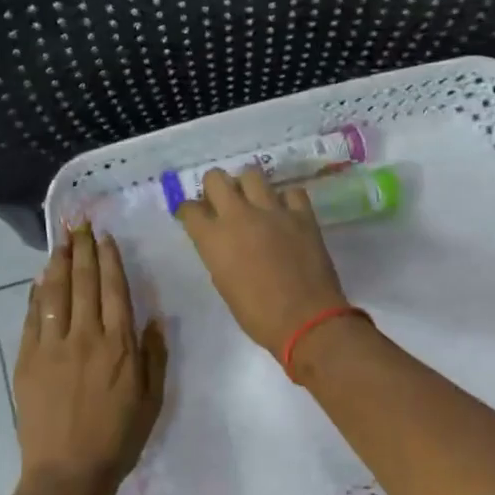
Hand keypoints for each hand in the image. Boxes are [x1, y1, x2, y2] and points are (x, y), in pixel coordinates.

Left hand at [14, 226, 167, 494]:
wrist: (68, 472)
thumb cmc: (118, 439)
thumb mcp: (152, 400)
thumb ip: (153, 356)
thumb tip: (152, 318)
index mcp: (119, 345)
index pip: (113, 289)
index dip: (109, 260)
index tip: (105, 237)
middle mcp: (86, 336)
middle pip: (83, 282)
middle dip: (83, 249)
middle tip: (80, 224)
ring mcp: (52, 346)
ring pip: (56, 292)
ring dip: (59, 263)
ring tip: (61, 240)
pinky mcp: (28, 359)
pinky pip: (33, 317)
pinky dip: (37, 294)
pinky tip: (40, 279)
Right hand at [174, 167, 349, 352]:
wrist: (305, 320)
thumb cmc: (257, 314)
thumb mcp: (224, 284)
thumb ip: (218, 254)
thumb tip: (223, 242)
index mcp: (213, 238)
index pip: (189, 209)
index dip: (189, 211)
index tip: (193, 217)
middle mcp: (238, 215)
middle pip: (216, 178)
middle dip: (214, 187)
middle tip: (221, 202)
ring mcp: (273, 210)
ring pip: (252, 174)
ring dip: (248, 186)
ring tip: (254, 201)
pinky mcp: (302, 214)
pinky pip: (291, 191)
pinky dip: (286, 199)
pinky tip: (285, 212)